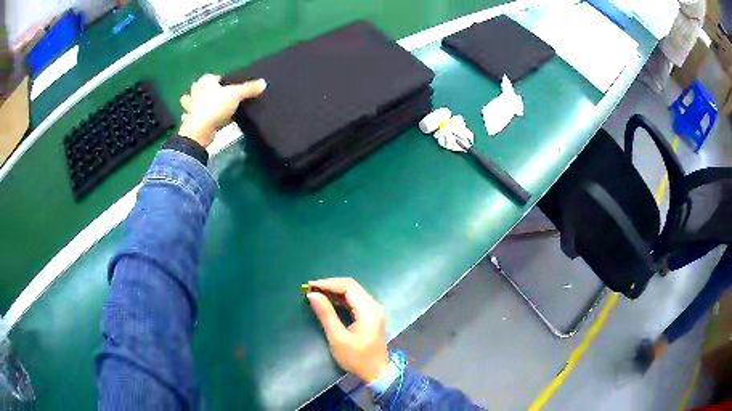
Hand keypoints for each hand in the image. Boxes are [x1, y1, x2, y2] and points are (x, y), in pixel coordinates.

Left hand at [178, 74, 266, 146]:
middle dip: (204, 90)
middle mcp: (195, 91)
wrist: (200, 129)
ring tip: (203, 107)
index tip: (227, 87)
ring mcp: (190, 107)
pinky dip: (192, 118)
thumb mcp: (237, 95)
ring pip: (189, 101)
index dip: (220, 81)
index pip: (213, 76)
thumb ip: (249, 88)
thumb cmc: (216, 106)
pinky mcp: (188, 121)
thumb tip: (263, 82)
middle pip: (199, 87)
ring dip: (193, 103)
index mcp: (205, 81)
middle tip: (215, 96)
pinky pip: (190, 117)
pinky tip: (199, 121)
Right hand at [307, 278, 389, 382]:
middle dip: (330, 285)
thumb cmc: (357, 358)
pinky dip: (341, 299)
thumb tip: (313, 295)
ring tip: (316, 294)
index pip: (348, 287)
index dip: (328, 283)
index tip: (310, 286)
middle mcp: (373, 306)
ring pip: (353, 292)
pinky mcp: (371, 316)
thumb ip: (326, 314)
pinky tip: (328, 302)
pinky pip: (355, 300)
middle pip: (352, 286)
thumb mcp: (338, 338)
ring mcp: (374, 310)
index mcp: (368, 310)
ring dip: (335, 291)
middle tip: (311, 289)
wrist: (376, 373)